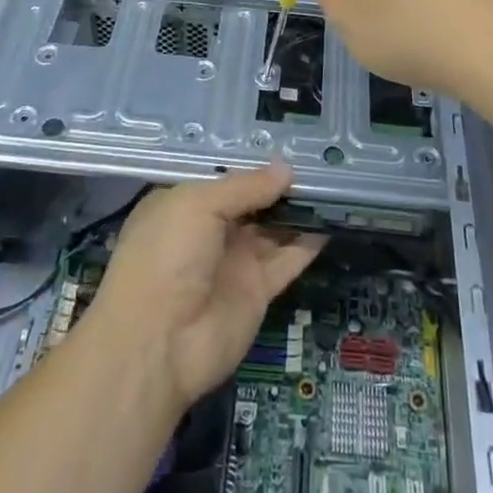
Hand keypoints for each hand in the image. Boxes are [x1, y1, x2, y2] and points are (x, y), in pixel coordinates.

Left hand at [87, 163, 323, 409]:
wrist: (158, 343)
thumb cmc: (167, 256)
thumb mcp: (199, 204)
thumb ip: (245, 186)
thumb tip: (285, 169)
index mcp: (184, 205)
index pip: (224, 180)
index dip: (253, 167)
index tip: (289, 150)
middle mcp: (209, 231)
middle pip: (252, 204)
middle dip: (280, 187)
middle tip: (320, 167)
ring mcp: (234, 263)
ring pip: (273, 230)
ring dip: (299, 212)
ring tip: (334, 188)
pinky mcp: (257, 292)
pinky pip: (287, 261)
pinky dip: (308, 244)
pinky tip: (333, 221)